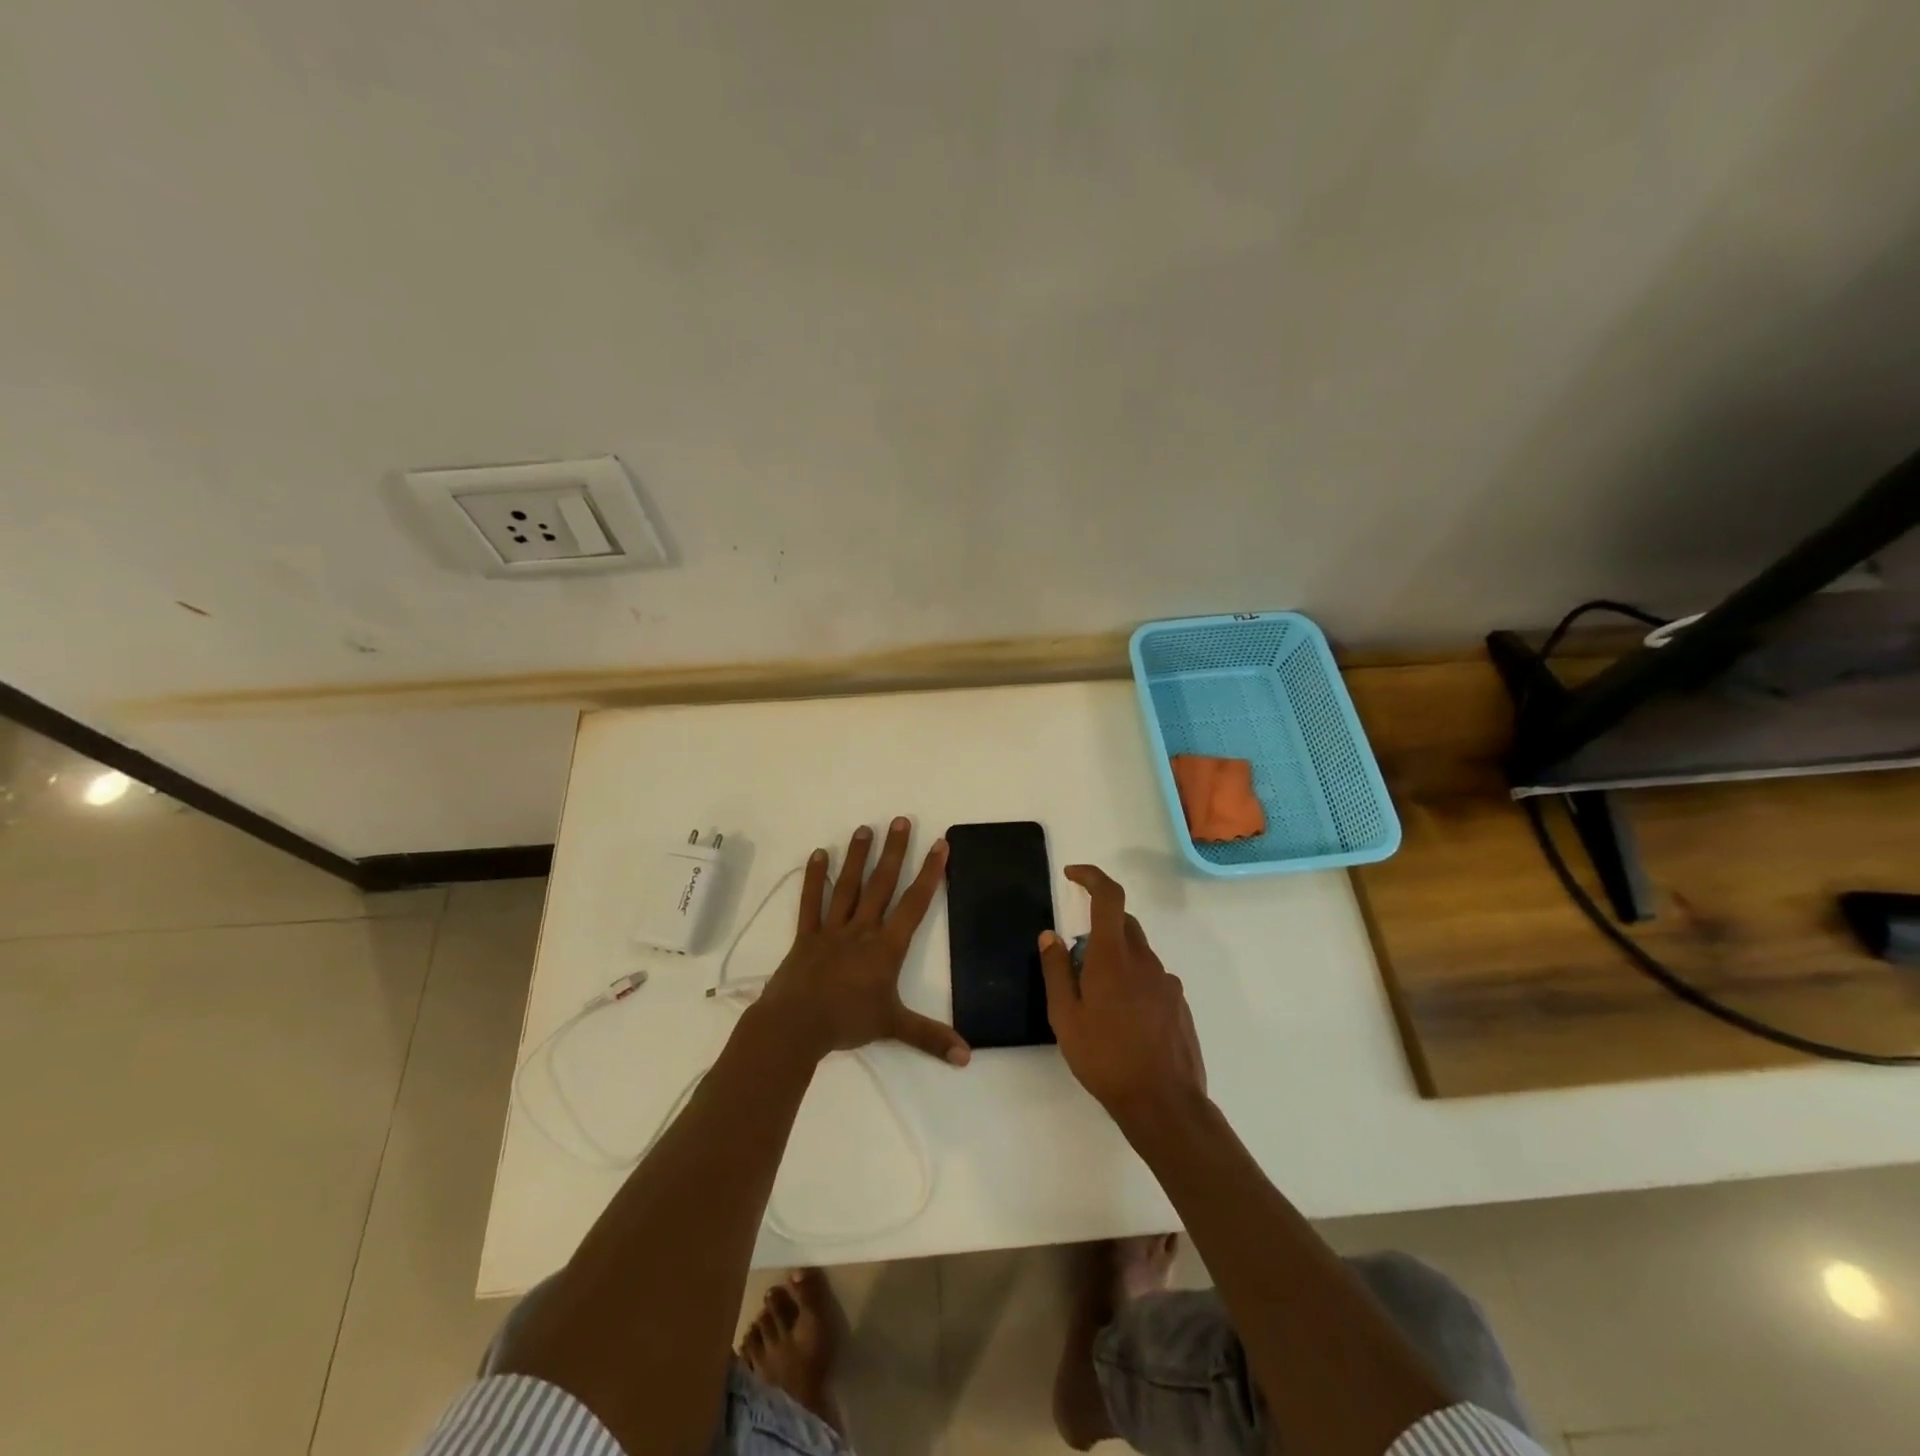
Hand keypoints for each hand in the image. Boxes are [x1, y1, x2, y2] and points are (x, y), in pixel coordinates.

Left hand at [757, 818, 970, 1066]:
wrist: (796, 1025)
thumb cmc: (848, 1022)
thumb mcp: (894, 1027)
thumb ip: (931, 1037)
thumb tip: (968, 1056)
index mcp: (887, 946)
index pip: (915, 903)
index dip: (930, 873)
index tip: (940, 844)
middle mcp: (863, 928)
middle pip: (882, 883)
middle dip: (895, 851)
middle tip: (902, 820)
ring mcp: (832, 928)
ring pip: (849, 886)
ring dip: (858, 856)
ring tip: (865, 828)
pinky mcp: (807, 935)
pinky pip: (812, 902)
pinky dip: (815, 878)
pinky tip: (819, 854)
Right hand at [1039, 865, 1205, 1118]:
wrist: (1164, 1103)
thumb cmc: (1105, 1058)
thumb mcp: (1065, 1017)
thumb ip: (1056, 971)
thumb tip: (1050, 935)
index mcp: (1113, 957)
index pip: (1108, 897)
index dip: (1091, 877)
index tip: (1073, 874)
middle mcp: (1145, 960)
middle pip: (1123, 924)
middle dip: (1097, 930)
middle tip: (1075, 966)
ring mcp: (1167, 982)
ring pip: (1137, 954)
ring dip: (1116, 961)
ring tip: (1098, 1005)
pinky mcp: (1179, 1004)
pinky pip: (1151, 979)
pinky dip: (1134, 983)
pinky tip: (1124, 1022)